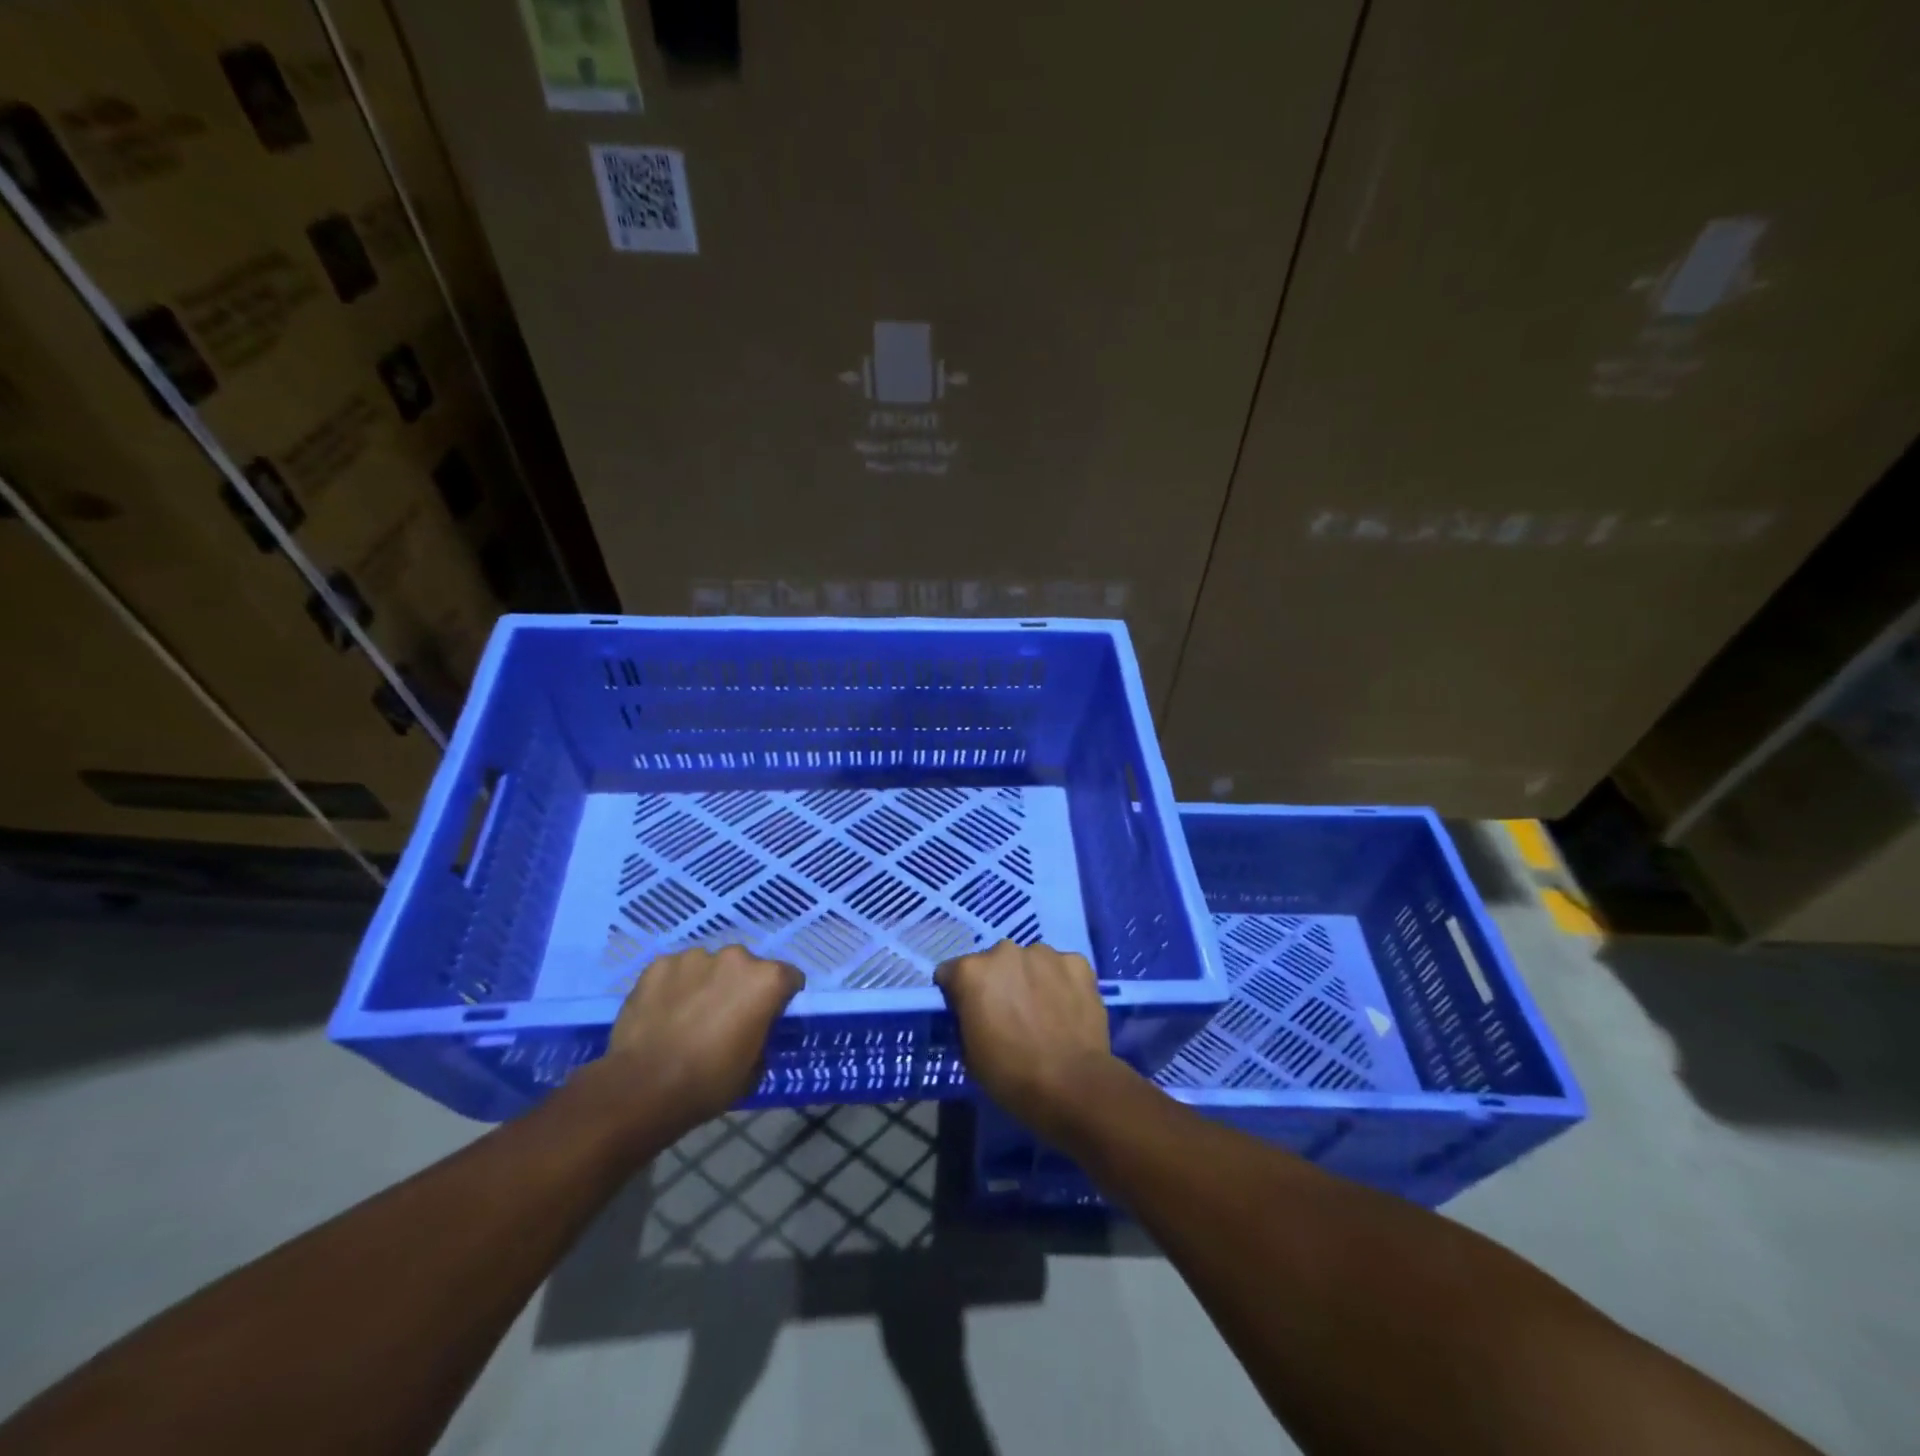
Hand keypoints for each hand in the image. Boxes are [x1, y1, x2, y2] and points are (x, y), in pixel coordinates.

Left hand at [587, 945, 803, 1136]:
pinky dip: (674, 986)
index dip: (780, 997)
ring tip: (688, 1016)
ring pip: (708, 966)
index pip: (789, 977)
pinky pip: (675, 971)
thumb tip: (753, 1028)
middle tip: (724, 1017)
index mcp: (766, 980)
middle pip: (746, 967)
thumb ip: (762, 1035)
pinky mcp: (659, 964)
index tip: (767, 1017)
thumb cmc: (709, 1082)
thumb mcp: (754, 1068)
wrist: (643, 1088)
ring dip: (706, 984)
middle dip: (740, 986)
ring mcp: (694, 957)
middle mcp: (735, 957)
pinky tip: (663, 1013)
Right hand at [935, 940, 1122, 1141]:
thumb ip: (966, 1017)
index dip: (958, 993)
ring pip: (1030, 961)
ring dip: (1031, 979)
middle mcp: (1005, 951)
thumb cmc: (1011, 1075)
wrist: (1073, 1085)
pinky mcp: (1077, 962)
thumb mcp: (969, 1052)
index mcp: (972, 971)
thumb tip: (974, 1010)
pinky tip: (1068, 1009)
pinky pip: (1062, 967)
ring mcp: (1044, 953)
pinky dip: (1062, 983)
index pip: (952, 972)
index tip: (970, 1014)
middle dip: (998, 982)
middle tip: (1010, 1013)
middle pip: (994, 963)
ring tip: (1043, 1012)